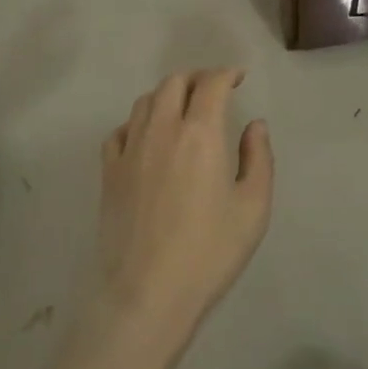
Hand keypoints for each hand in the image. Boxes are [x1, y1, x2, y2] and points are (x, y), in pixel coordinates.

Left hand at [95, 70, 273, 346]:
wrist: (147, 295)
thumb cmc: (208, 253)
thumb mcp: (253, 208)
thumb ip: (258, 158)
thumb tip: (255, 125)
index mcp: (200, 133)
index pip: (211, 83)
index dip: (226, 73)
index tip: (237, 78)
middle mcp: (162, 129)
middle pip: (174, 82)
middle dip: (196, 78)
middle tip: (212, 91)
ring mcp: (130, 149)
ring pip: (145, 101)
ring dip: (166, 95)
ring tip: (181, 109)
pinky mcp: (109, 172)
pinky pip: (120, 130)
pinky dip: (136, 122)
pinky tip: (146, 137)